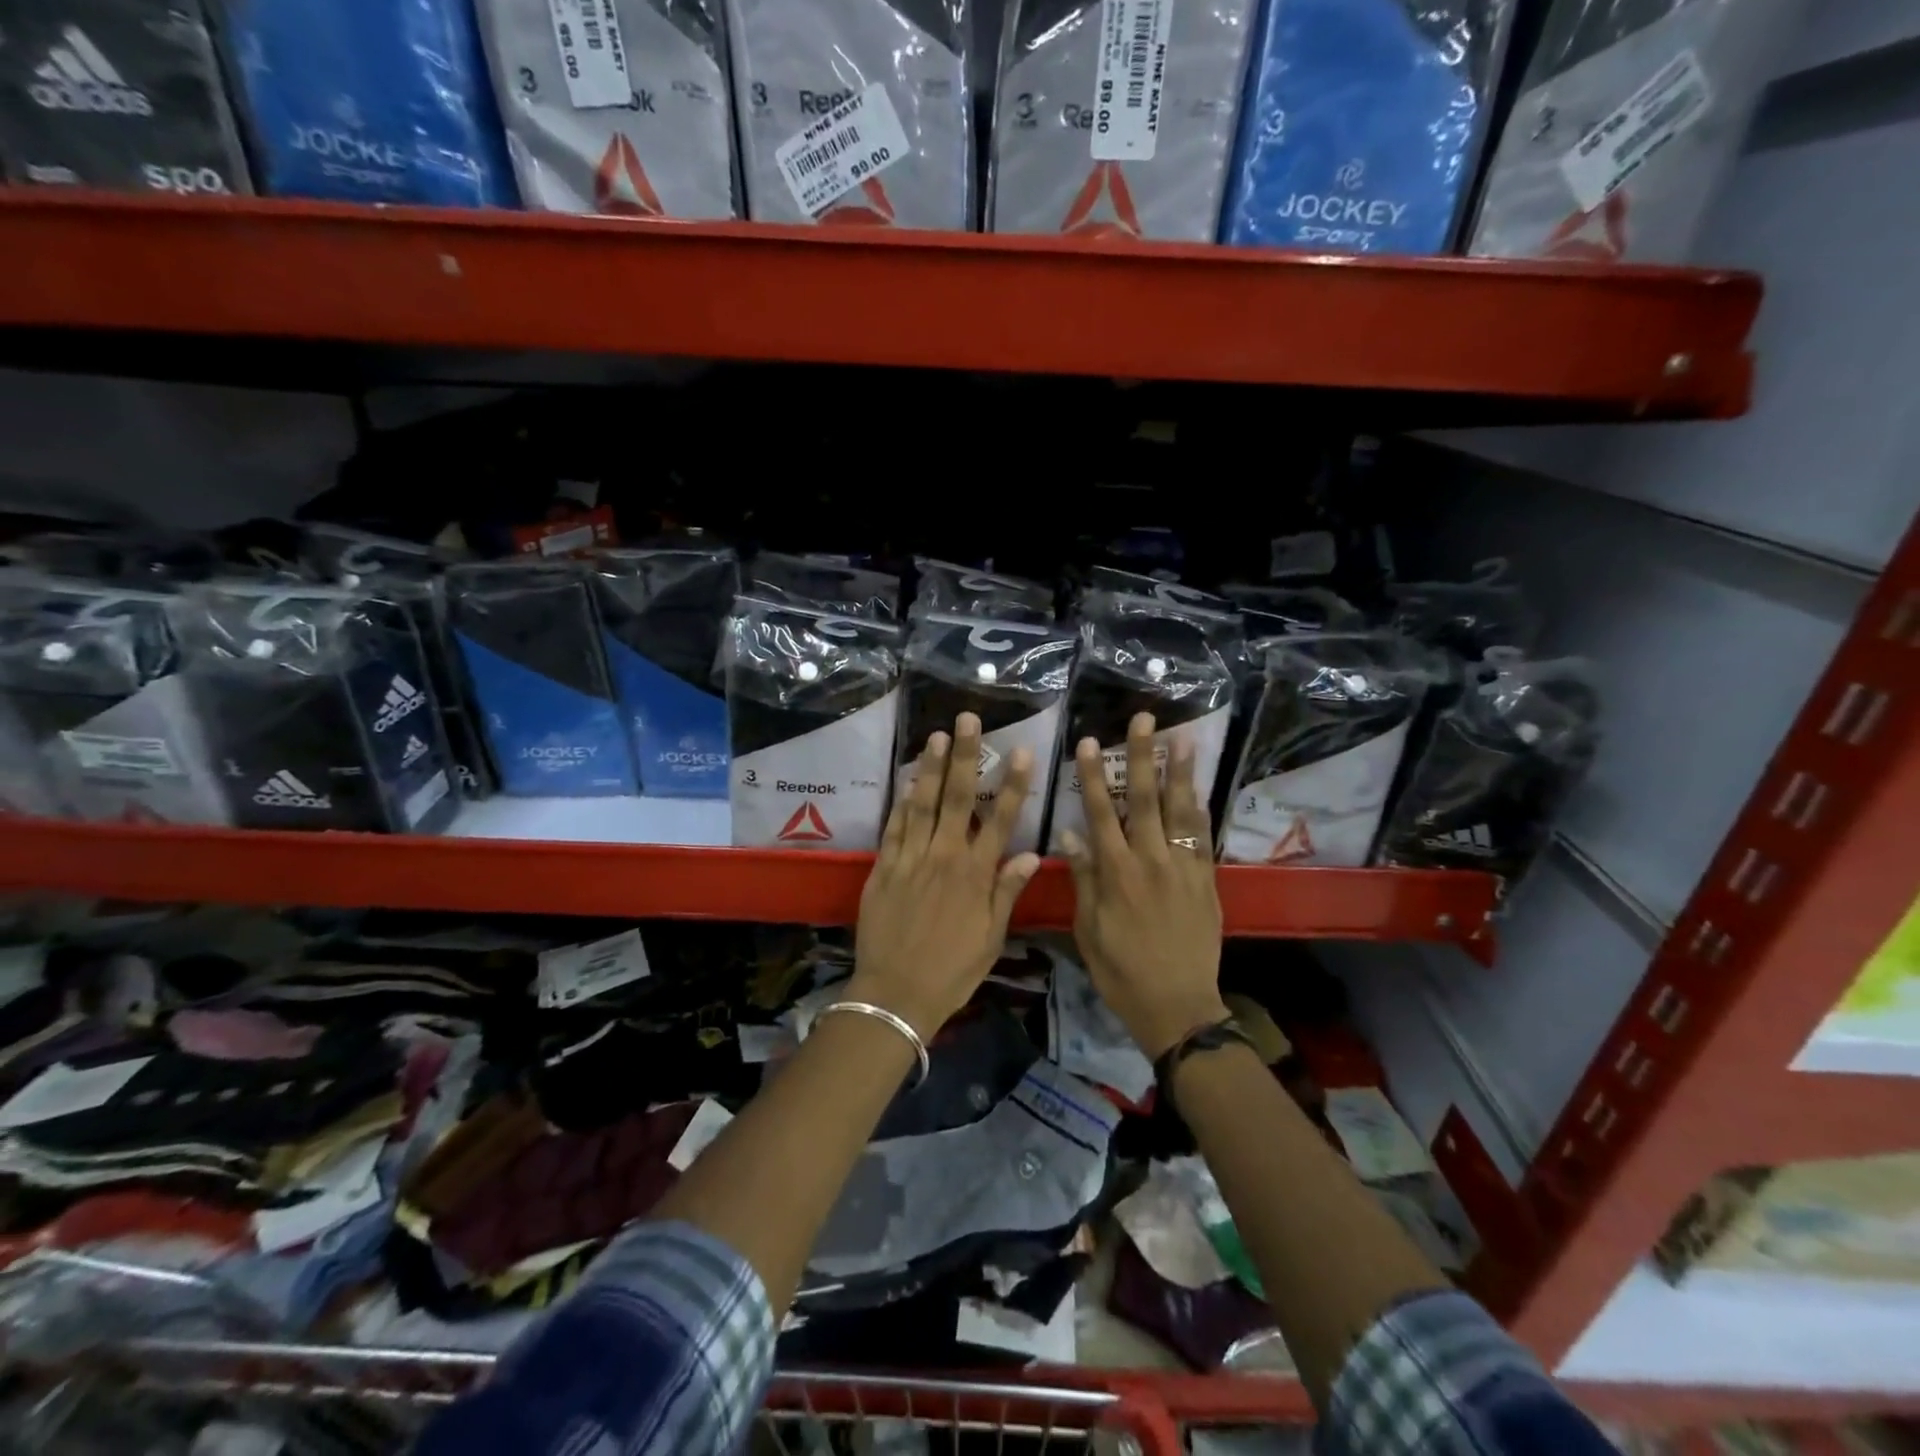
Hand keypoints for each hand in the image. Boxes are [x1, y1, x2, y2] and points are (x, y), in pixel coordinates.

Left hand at [852, 713, 1040, 1036]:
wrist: (895, 994)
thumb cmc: (952, 970)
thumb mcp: (991, 938)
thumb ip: (1006, 892)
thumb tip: (1029, 855)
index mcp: (975, 875)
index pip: (1000, 820)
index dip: (1013, 784)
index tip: (1021, 751)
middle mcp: (944, 857)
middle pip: (957, 798)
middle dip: (963, 756)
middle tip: (966, 719)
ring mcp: (910, 859)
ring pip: (922, 804)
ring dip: (930, 768)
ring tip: (935, 735)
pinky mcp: (883, 868)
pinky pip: (893, 828)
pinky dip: (901, 802)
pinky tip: (907, 780)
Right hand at [1058, 712, 1226, 1059]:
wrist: (1177, 1005)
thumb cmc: (1121, 970)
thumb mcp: (1088, 929)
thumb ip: (1084, 879)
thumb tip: (1071, 835)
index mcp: (1116, 873)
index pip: (1101, 813)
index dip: (1095, 776)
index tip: (1090, 742)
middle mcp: (1150, 861)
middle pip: (1145, 800)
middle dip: (1142, 756)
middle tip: (1144, 719)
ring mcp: (1183, 869)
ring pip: (1180, 812)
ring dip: (1180, 773)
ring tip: (1183, 739)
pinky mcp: (1206, 881)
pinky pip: (1203, 839)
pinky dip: (1200, 812)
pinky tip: (1199, 788)